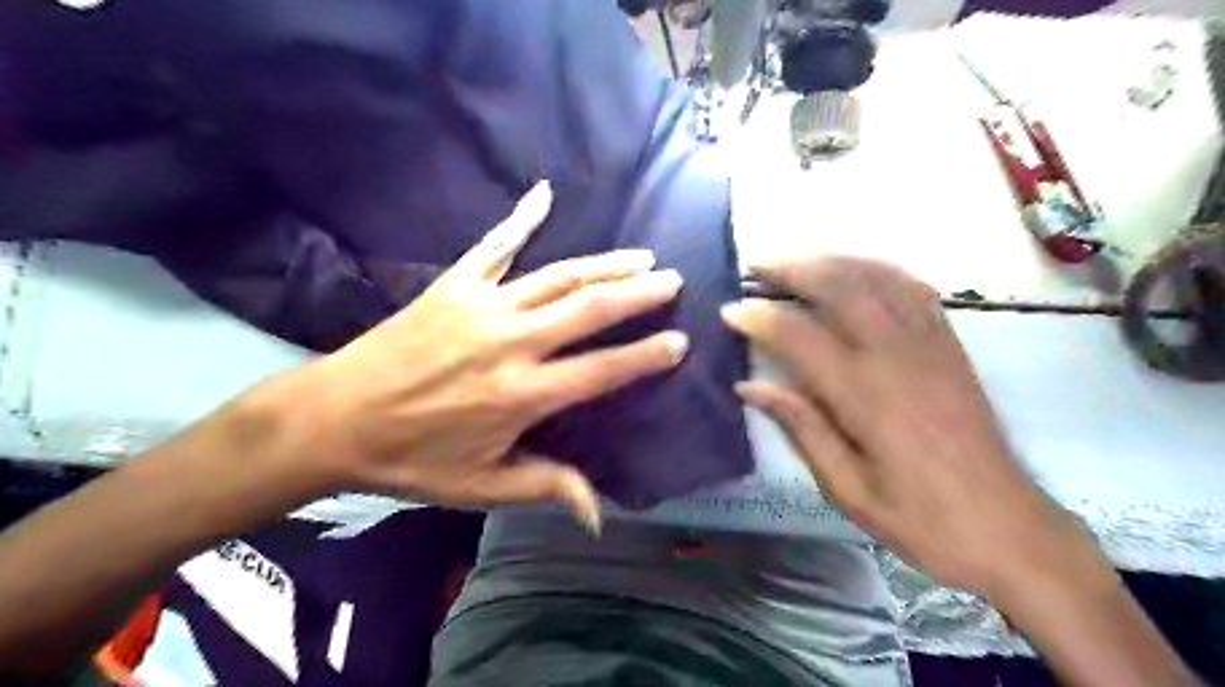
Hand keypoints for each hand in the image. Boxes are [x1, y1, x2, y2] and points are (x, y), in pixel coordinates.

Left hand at [254, 182, 687, 529]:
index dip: (646, 356)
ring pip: (558, 277)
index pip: (603, 370)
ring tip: (640, 255)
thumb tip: (599, 513)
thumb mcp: (481, 486)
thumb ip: (545, 487)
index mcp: (523, 395)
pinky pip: (494, 245)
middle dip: (638, 294)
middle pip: (589, 309)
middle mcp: (512, 343)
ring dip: (604, 263)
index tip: (679, 342)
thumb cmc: (412, 458)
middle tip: (672, 281)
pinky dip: (521, 218)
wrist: (333, 419)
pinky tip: (545, 193)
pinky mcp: (454, 286)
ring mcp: (483, 307)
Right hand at [721, 257, 1084, 594]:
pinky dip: (877, 269)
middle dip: (793, 268)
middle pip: (841, 287)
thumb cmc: (920, 519)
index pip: (799, 336)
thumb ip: (799, 428)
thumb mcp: (847, 487)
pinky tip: (855, 270)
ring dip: (831, 260)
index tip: (729, 310)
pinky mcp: (951, 345)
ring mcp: (930, 344)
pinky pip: (912, 288)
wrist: (1008, 527)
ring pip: (876, 278)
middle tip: (757, 265)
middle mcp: (898, 356)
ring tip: (796, 260)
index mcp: (865, 396)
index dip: (759, 317)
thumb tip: (749, 387)